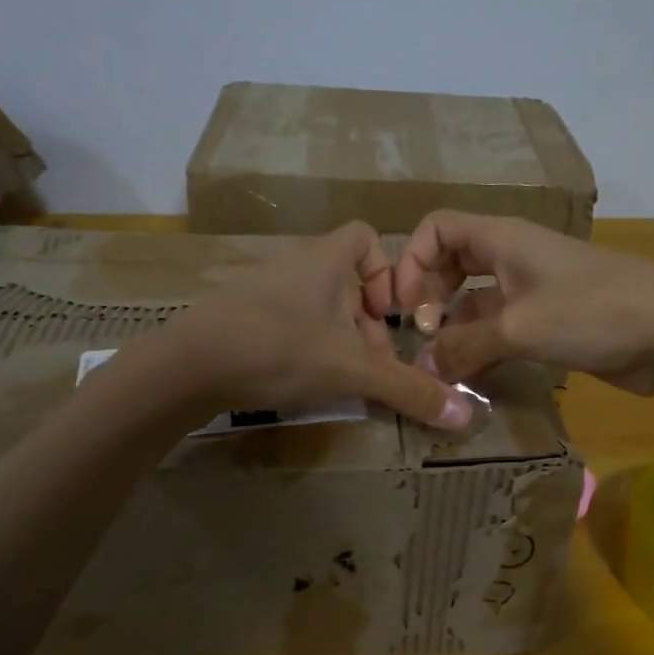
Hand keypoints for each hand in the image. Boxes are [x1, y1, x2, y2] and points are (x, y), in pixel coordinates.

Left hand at [156, 222, 474, 429]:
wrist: (187, 366)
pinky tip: (301, 382)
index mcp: (324, 260)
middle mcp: (294, 266)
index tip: (391, 313)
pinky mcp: (239, 318)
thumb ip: (408, 390)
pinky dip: (304, 348)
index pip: (365, 237)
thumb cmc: (278, 348)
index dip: (387, 270)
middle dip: (367, 324)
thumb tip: (467, 417)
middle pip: (345, 282)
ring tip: (340, 380)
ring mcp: (262, 291)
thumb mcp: (351, 370)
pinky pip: (287, 323)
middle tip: (372, 365)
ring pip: (317, 307)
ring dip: (337, 340)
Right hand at [394, 211, 653, 395]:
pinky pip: (501, 327)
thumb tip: (423, 369)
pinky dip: (481, 345)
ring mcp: (534, 290)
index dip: (412, 261)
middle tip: (422, 335)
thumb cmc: (594, 312)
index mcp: (502, 239)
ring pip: (475, 300)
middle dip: (428, 294)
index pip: (438, 228)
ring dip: (453, 326)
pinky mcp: (551, 322)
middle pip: (452, 262)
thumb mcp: (519, 328)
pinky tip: (471, 375)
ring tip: (440, 364)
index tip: (405, 307)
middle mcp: (513, 258)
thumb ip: (464, 346)